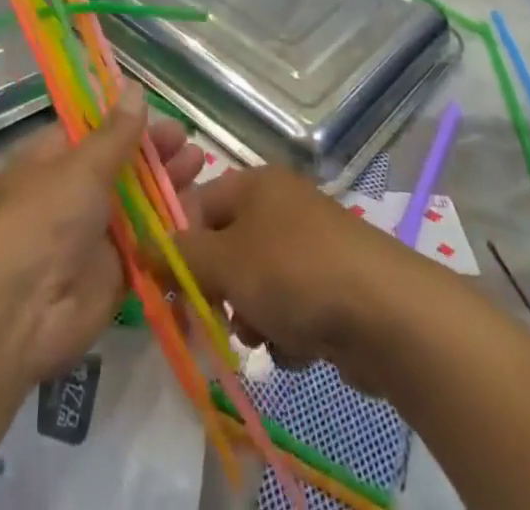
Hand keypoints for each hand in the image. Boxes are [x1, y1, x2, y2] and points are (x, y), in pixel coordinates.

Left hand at [0, 89, 203, 384]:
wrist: (19, 313)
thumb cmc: (43, 219)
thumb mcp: (81, 166)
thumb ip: (116, 133)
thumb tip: (135, 88)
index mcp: (53, 160)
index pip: (94, 131)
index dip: (127, 121)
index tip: (161, 114)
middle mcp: (73, 193)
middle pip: (121, 167)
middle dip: (155, 154)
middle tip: (189, 143)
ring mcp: (94, 235)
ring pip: (139, 205)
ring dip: (168, 187)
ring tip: (201, 168)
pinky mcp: (114, 274)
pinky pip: (148, 246)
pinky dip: (172, 231)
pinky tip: (201, 212)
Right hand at [176, 165, 423, 397]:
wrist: (387, 314)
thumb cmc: (294, 272)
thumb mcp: (225, 262)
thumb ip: (178, 256)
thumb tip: (141, 248)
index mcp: (254, 184)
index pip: (197, 205)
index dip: (178, 245)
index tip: (169, 288)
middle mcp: (280, 206)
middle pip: (226, 248)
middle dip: (219, 289)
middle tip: (216, 319)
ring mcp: (309, 245)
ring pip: (255, 285)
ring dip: (252, 316)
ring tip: (266, 335)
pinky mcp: (332, 286)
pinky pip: (288, 307)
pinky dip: (286, 331)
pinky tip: (298, 346)